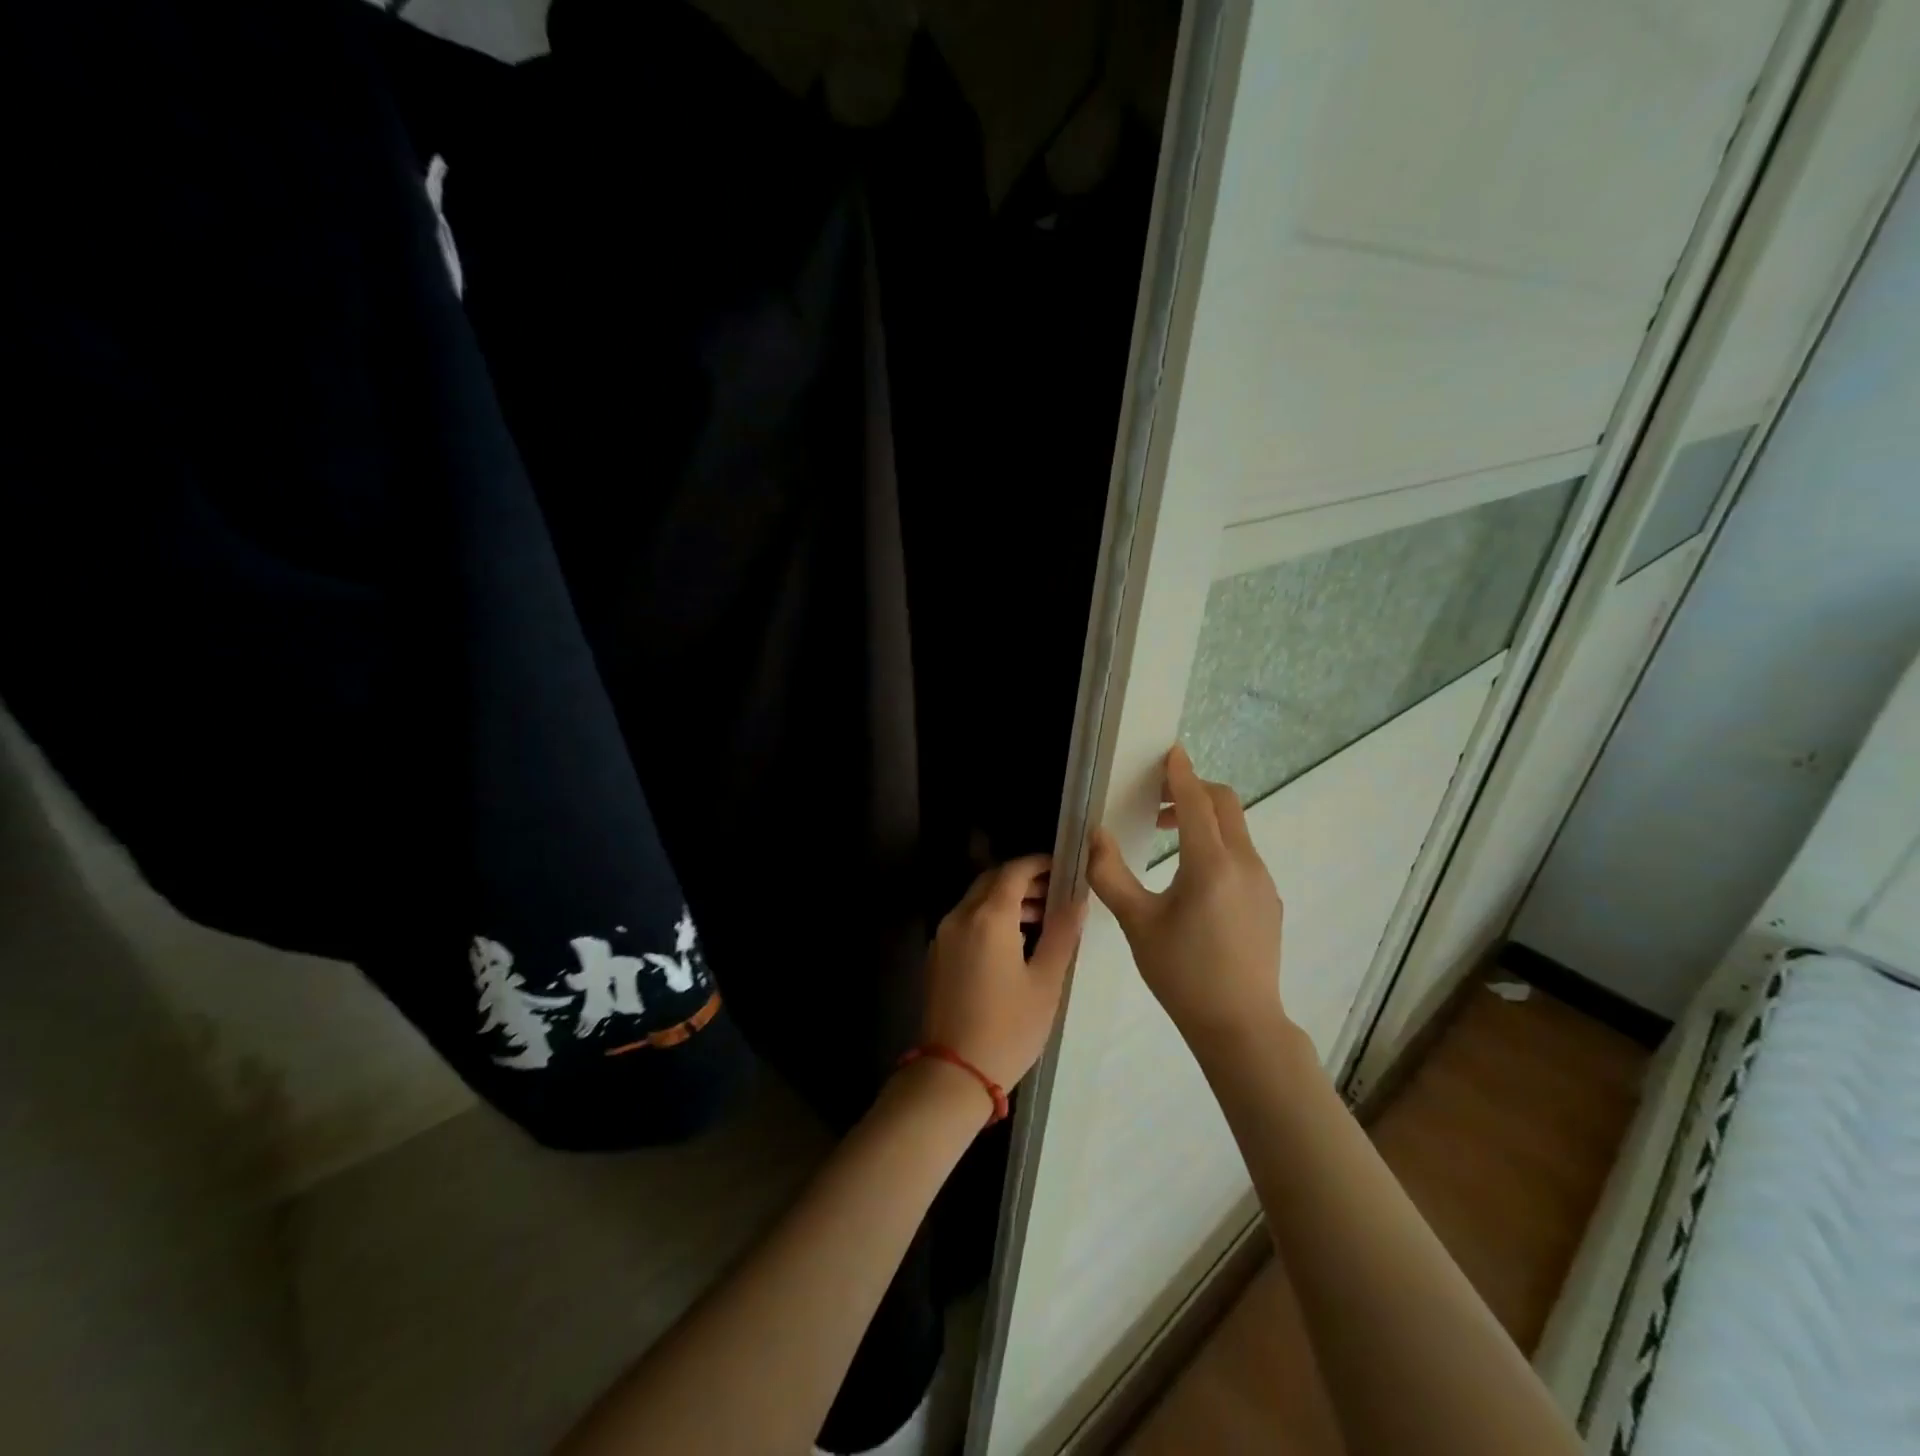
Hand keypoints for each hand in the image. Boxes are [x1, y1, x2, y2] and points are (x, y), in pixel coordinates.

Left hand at [919, 856, 1084, 1091]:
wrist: (954, 1072)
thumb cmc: (1009, 1027)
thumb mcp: (1046, 981)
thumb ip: (1062, 933)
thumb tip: (1077, 899)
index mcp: (989, 917)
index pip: (1014, 871)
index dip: (1040, 864)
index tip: (1063, 870)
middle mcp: (960, 916)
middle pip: (992, 881)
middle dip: (1023, 880)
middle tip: (1055, 894)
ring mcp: (944, 935)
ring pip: (977, 900)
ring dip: (1007, 899)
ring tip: (1040, 919)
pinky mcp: (937, 955)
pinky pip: (966, 920)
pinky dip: (989, 917)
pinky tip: (1013, 941)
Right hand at [1087, 745, 1287, 1048]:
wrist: (1240, 1025)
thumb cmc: (1181, 973)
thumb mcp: (1136, 922)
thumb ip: (1110, 873)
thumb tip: (1095, 835)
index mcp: (1210, 864)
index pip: (1195, 801)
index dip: (1180, 773)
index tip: (1170, 751)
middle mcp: (1244, 863)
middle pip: (1225, 804)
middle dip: (1193, 790)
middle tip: (1157, 799)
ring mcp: (1262, 882)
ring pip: (1236, 829)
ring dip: (1203, 818)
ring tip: (1166, 836)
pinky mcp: (1269, 900)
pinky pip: (1243, 854)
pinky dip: (1217, 843)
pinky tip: (1192, 876)